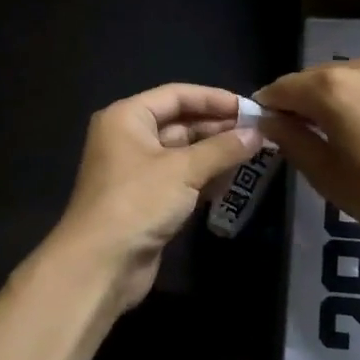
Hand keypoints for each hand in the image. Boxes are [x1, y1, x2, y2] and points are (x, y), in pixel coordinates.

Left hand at [51, 84, 262, 312]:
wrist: (101, 264)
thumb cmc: (138, 202)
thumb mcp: (183, 170)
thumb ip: (222, 149)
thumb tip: (258, 134)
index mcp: (127, 117)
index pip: (176, 95)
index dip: (214, 99)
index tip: (250, 108)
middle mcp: (129, 137)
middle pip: (180, 122)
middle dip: (218, 127)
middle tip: (258, 133)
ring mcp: (136, 170)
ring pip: (182, 152)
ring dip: (215, 153)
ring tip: (253, 153)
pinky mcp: (146, 199)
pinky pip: (180, 178)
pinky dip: (204, 176)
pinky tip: (233, 179)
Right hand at [255, 55, 359, 253]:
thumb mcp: (328, 177)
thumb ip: (292, 141)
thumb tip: (271, 121)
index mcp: (331, 88)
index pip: (281, 88)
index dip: (268, 109)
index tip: (266, 132)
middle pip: (313, 80)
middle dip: (302, 105)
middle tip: (304, 141)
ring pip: (345, 80)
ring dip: (334, 102)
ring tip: (344, 139)